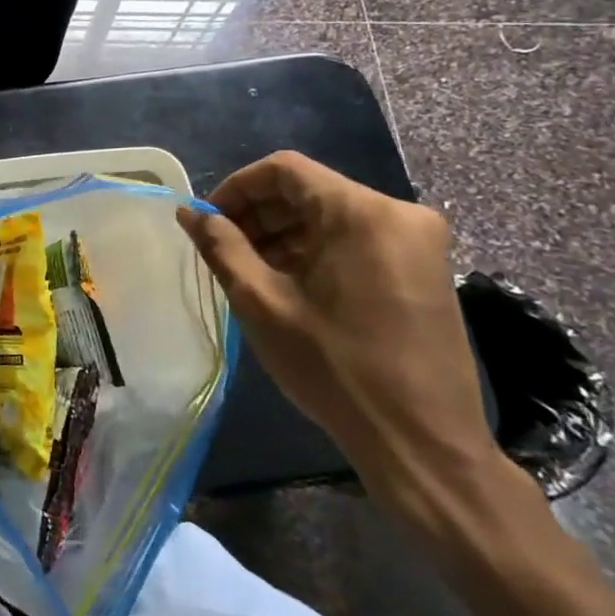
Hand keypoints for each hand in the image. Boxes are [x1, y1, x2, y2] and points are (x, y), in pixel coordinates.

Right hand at [177, 151, 501, 522]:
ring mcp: (418, 242)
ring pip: (331, 215)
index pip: (284, 170)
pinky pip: (356, 239)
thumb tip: (189, 212)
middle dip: (259, 215)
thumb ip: (221, 246)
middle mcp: (399, 214)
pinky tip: (291, 285)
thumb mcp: (261, 303)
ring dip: (285, 234)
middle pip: (309, 191)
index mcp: (362, 213)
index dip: (237, 189)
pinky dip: (316, 251)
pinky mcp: (425, 268)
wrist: (423, 445)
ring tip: (252, 273)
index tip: (209, 223)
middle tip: (224, 252)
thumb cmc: (335, 369)